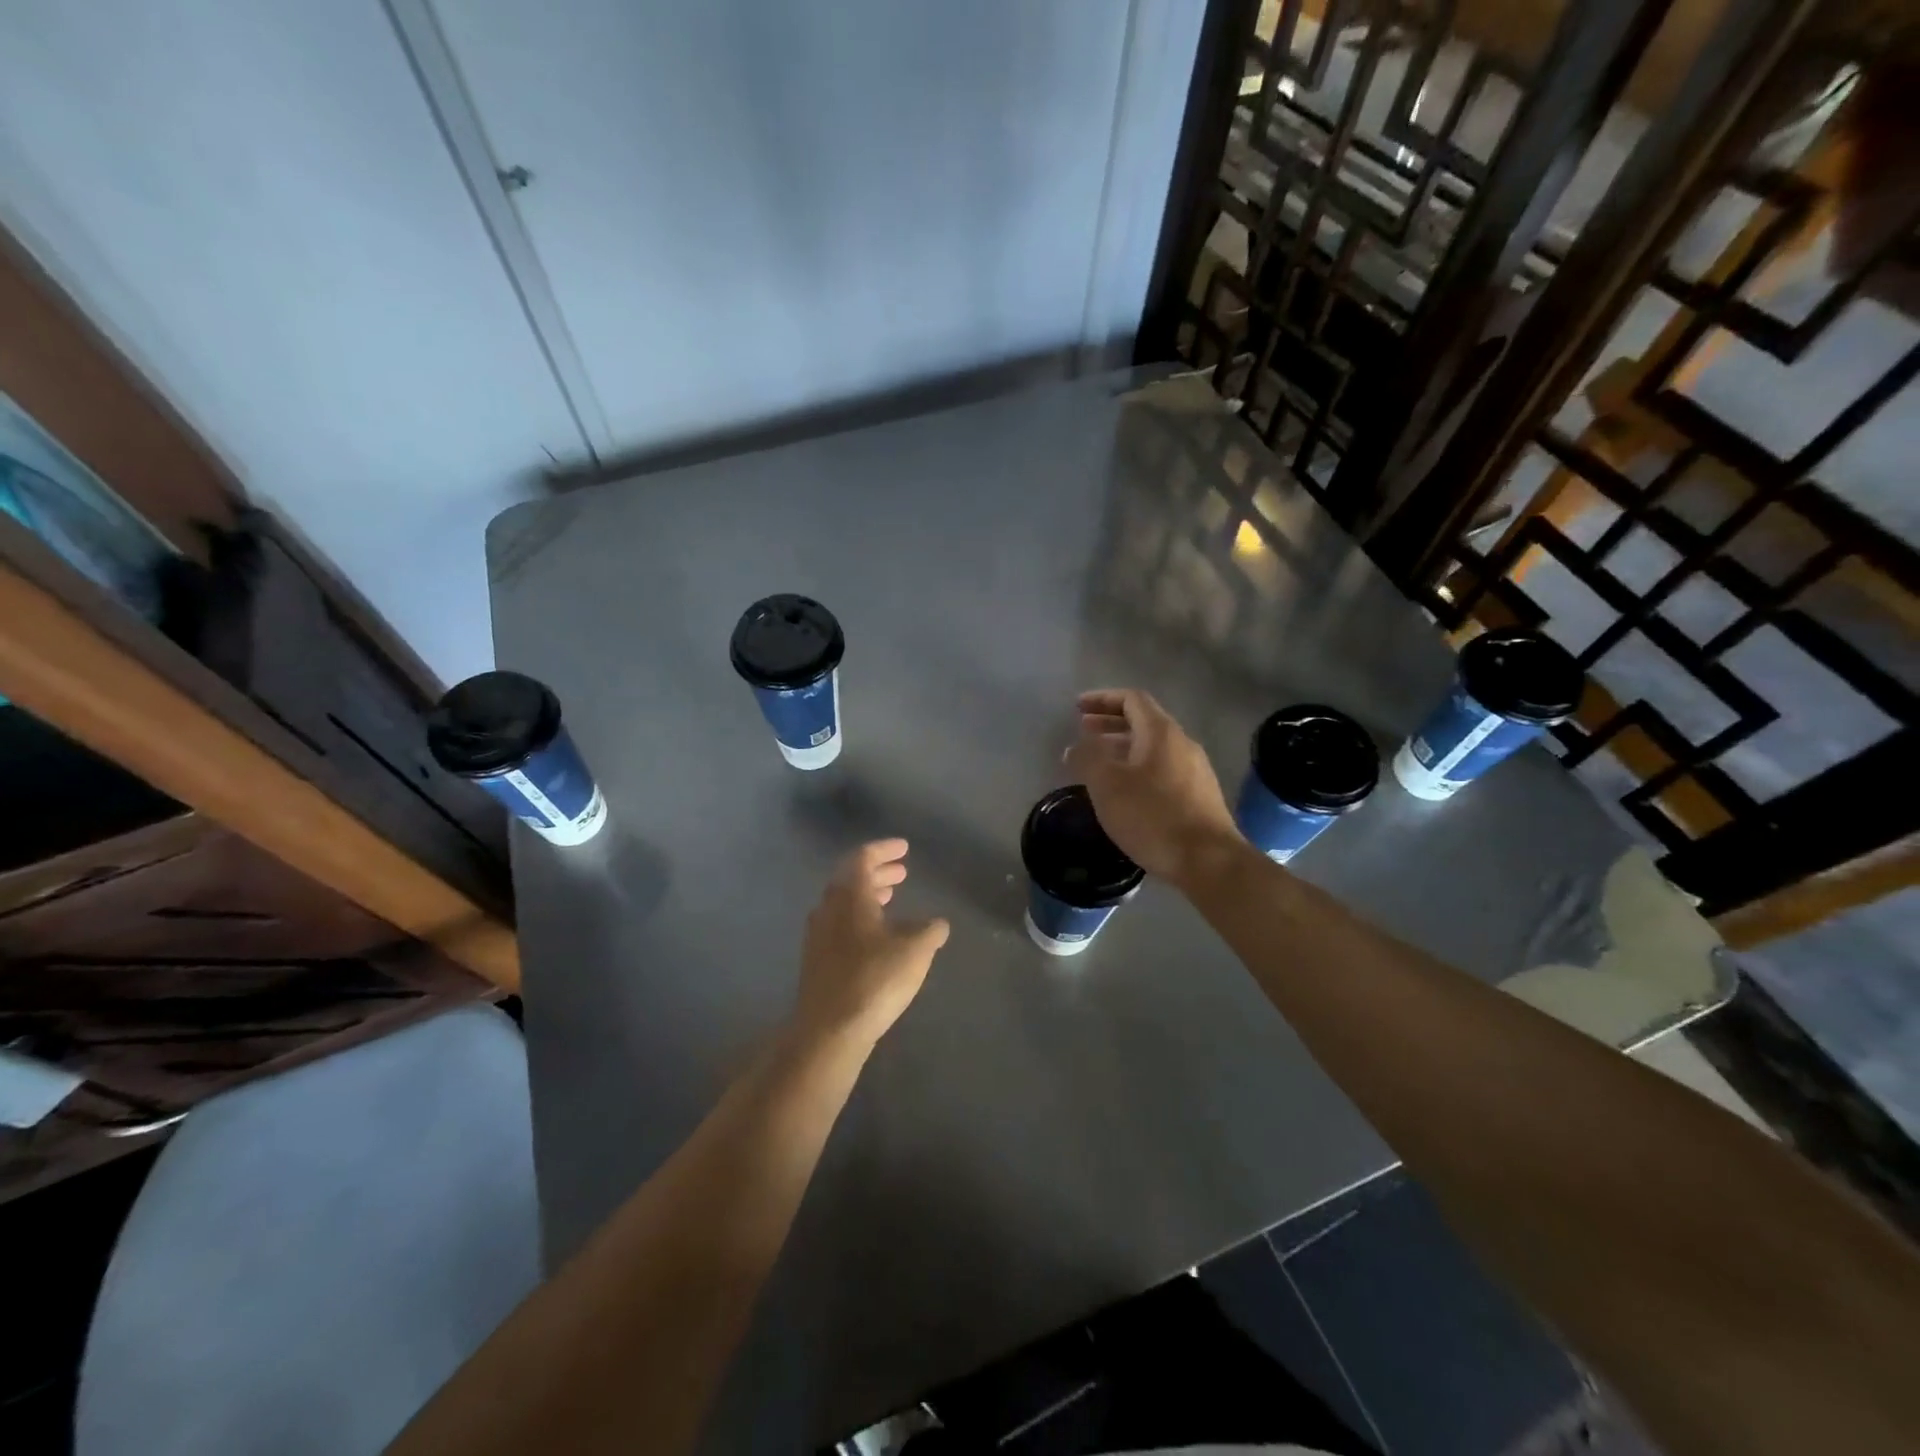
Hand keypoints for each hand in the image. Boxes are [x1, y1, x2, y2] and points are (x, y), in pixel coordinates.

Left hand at [796, 840, 950, 1046]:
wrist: (829, 1031)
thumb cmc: (874, 980)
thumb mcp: (915, 951)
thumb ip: (929, 931)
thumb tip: (937, 924)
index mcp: (849, 895)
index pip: (863, 858)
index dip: (884, 850)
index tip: (904, 849)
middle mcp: (828, 908)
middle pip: (851, 878)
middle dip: (878, 872)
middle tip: (902, 872)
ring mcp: (818, 935)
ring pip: (844, 902)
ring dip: (868, 895)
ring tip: (892, 898)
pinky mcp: (816, 959)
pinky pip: (839, 923)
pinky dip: (860, 917)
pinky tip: (878, 935)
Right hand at [1063, 688, 1237, 886]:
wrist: (1208, 860)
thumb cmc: (1152, 816)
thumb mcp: (1107, 785)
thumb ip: (1087, 758)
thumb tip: (1076, 746)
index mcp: (1160, 732)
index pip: (1131, 699)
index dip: (1102, 699)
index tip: (1077, 708)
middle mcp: (1182, 743)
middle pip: (1143, 721)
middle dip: (1110, 723)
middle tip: (1083, 730)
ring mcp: (1195, 769)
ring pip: (1153, 747)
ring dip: (1123, 747)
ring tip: (1099, 762)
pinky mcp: (1200, 795)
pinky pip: (1163, 768)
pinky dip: (1138, 767)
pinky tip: (1126, 791)